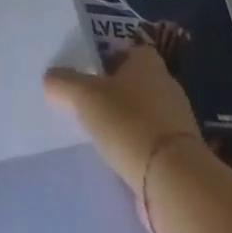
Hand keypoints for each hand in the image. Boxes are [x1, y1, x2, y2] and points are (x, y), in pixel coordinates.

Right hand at [45, 47, 203, 198]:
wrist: (174, 182)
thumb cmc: (129, 123)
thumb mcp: (84, 96)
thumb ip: (63, 82)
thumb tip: (50, 78)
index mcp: (148, 64)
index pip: (131, 50)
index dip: (111, 58)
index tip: (90, 72)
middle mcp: (167, 87)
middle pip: (137, 82)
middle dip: (117, 92)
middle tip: (89, 102)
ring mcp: (178, 124)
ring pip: (146, 114)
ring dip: (127, 123)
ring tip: (101, 134)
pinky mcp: (182, 157)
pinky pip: (153, 144)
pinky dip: (138, 149)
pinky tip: (119, 159)